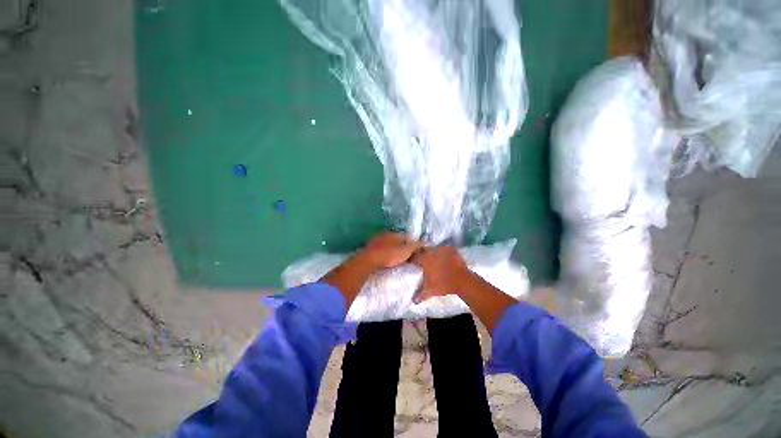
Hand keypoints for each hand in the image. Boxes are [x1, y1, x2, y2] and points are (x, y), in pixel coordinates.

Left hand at [322, 233, 420, 307]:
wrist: (369, 260)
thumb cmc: (390, 255)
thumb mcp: (406, 251)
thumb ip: (415, 246)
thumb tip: (425, 242)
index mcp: (396, 234)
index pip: (408, 237)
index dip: (413, 244)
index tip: (416, 252)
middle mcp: (387, 234)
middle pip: (398, 240)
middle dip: (403, 246)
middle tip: (407, 256)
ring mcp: (378, 240)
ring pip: (389, 244)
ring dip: (393, 249)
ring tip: (397, 259)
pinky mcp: (371, 247)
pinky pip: (382, 249)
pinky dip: (385, 252)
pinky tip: (386, 259)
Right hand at [410, 246, 470, 302]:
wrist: (463, 281)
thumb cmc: (443, 285)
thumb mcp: (430, 291)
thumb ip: (420, 295)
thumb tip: (413, 301)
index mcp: (424, 259)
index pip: (414, 256)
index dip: (412, 259)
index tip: (411, 263)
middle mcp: (432, 252)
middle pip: (423, 250)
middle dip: (421, 255)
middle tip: (421, 261)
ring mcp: (442, 249)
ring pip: (433, 249)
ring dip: (432, 253)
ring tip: (433, 259)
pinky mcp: (451, 249)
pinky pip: (443, 249)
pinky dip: (442, 252)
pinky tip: (443, 258)